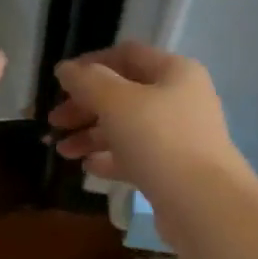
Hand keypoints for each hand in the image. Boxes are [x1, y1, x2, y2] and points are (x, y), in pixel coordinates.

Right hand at [49, 41, 244, 204]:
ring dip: (92, 135)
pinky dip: (110, 159)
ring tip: (63, 151)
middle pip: (124, 94)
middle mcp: (180, 99)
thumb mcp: (116, 103)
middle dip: (85, 106)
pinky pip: (136, 156)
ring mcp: (179, 136)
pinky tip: (87, 168)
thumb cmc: (159, 140)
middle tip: (54, 122)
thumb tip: (65, 69)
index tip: (60, 82)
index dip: (90, 63)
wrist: (202, 204)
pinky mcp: (173, 169)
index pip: (127, 55)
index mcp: (174, 72)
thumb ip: (87, 82)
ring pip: (127, 128)